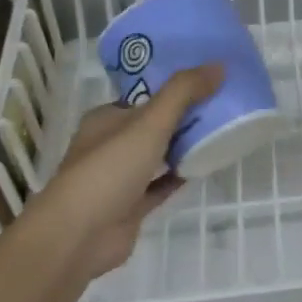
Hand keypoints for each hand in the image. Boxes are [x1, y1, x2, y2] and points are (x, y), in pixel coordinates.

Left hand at [31, 64, 221, 278]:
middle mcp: (110, 145)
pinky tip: (206, 165)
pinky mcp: (131, 206)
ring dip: (183, 145)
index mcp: (107, 119)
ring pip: (157, 154)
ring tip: (221, 129)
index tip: (206, 79)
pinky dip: (180, 175)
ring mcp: (119, 178)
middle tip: (221, 102)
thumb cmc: (109, 169)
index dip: (173, 86)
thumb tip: (219, 65)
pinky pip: (161, 185)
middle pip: (153, 124)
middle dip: (183, 115)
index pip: (143, 95)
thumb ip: (183, 92)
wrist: (79, 236)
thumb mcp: (149, 122)